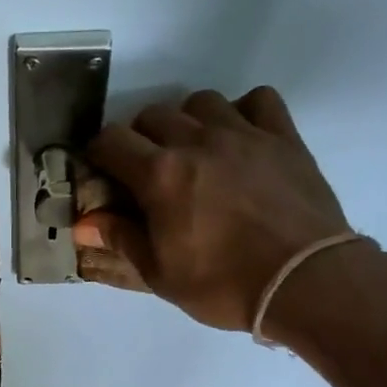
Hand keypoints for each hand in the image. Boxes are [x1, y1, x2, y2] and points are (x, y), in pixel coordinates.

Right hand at [74, 86, 352, 331]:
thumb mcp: (161, 274)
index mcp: (161, 175)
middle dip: (140, 138)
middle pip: (153, 115)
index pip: (111, 141)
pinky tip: (240, 139)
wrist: (303, 282)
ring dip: (187, 121)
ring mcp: (244, 133)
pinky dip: (242, 112)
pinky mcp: (283, 137)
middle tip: (146, 171)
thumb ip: (121, 239)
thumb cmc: (222, 285)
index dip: (98, 154)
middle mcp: (197, 141)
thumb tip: (84, 223)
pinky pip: (257, 100)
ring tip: (193, 152)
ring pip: (201, 102)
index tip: (100, 172)